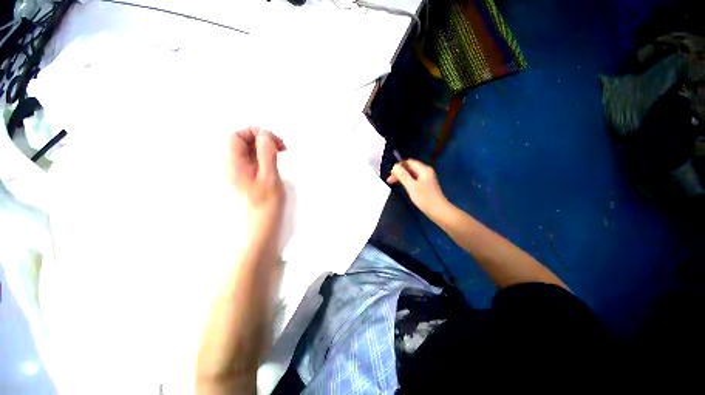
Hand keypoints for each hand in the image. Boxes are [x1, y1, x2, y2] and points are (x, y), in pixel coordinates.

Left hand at [227, 127, 285, 227]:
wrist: (264, 221)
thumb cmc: (266, 202)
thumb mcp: (269, 177)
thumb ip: (266, 154)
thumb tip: (266, 134)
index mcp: (235, 164)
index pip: (236, 137)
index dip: (253, 133)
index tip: (272, 139)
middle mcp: (235, 165)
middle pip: (244, 141)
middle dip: (262, 139)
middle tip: (280, 146)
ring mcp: (242, 170)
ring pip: (251, 149)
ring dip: (266, 146)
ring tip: (280, 152)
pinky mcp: (250, 174)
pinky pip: (255, 158)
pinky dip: (266, 154)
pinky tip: (276, 159)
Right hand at [387, 159, 448, 215]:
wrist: (439, 211)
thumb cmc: (425, 198)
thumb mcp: (411, 186)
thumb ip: (403, 175)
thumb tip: (395, 166)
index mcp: (424, 169)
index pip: (409, 162)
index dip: (399, 166)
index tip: (390, 174)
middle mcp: (425, 171)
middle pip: (410, 167)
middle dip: (399, 172)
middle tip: (389, 180)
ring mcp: (426, 179)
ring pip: (411, 174)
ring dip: (402, 177)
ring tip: (393, 183)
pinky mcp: (425, 185)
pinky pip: (414, 179)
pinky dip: (407, 181)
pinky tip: (403, 186)